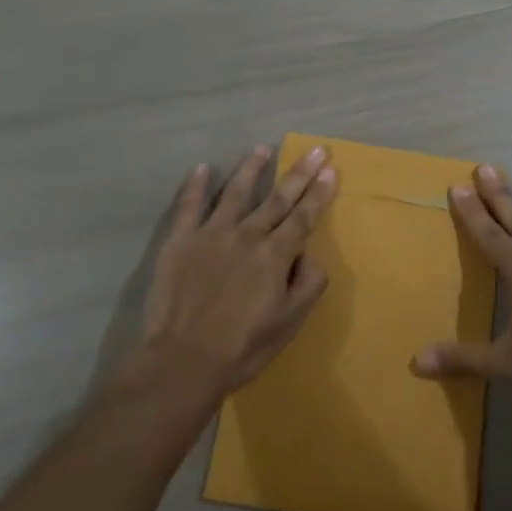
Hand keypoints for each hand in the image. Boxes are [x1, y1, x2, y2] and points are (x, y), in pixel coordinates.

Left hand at [138, 144, 336, 398]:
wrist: (182, 362)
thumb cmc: (242, 348)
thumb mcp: (289, 323)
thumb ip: (308, 284)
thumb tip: (312, 254)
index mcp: (275, 254)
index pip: (304, 216)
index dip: (319, 192)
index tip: (331, 169)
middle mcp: (247, 234)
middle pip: (278, 198)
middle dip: (300, 173)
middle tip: (316, 149)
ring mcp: (211, 233)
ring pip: (236, 192)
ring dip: (252, 168)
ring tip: (263, 148)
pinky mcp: (180, 240)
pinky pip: (189, 206)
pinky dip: (195, 185)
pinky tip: (202, 168)